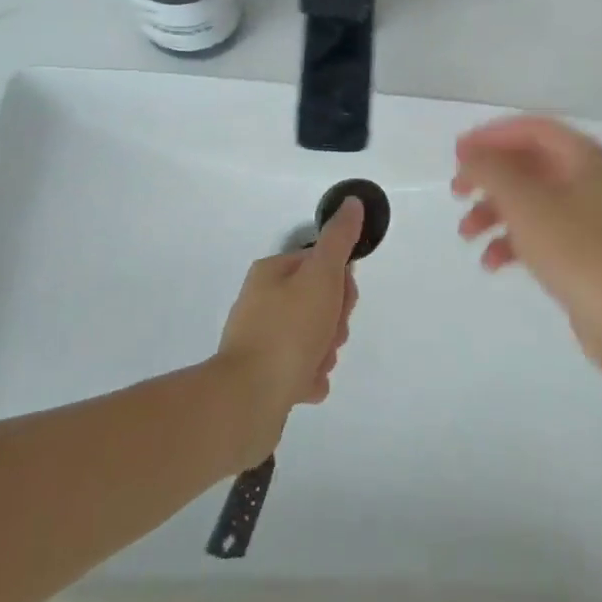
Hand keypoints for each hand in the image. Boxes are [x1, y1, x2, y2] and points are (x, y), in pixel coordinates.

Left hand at [214, 197, 361, 462]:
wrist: (249, 399)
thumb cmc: (289, 330)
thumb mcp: (321, 275)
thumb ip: (339, 239)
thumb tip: (352, 202)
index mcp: (272, 273)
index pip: (321, 266)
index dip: (341, 284)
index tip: (343, 303)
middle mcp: (262, 302)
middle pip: (318, 303)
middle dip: (334, 323)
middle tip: (329, 337)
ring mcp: (260, 341)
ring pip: (312, 338)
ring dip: (324, 352)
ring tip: (315, 364)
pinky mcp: (261, 376)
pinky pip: (299, 369)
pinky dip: (309, 377)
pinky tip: (306, 385)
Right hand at [453, 116, 601, 372]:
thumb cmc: (577, 250)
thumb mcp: (524, 203)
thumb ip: (491, 170)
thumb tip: (471, 154)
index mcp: (584, 156)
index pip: (531, 129)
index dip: (491, 135)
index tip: (457, 153)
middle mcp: (590, 178)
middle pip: (529, 163)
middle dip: (489, 177)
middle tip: (456, 191)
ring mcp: (591, 216)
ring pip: (532, 200)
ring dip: (494, 211)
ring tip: (466, 234)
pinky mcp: (587, 251)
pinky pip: (542, 232)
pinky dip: (514, 240)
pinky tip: (492, 262)